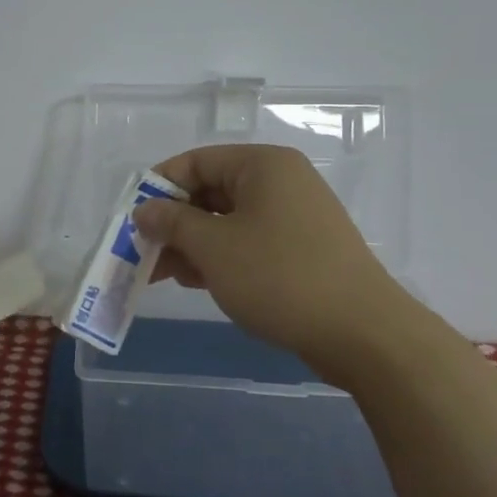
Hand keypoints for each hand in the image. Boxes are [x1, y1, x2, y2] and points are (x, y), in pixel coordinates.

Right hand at [133, 145, 430, 376]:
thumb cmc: (279, 276)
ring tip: (163, 275)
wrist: (363, 335)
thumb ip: (171, 223)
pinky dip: (220, 257)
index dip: (159, 187)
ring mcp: (294, 216)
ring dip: (192, 244)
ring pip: (227, 220)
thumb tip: (144, 210)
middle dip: (173, 222)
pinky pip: (248, 241)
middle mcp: (280, 181)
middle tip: (144, 252)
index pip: (196, 161)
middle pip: (210, 191)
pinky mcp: (302, 249)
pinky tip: (196, 282)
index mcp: (262, 165)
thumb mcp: (213, 247)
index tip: (133, 219)